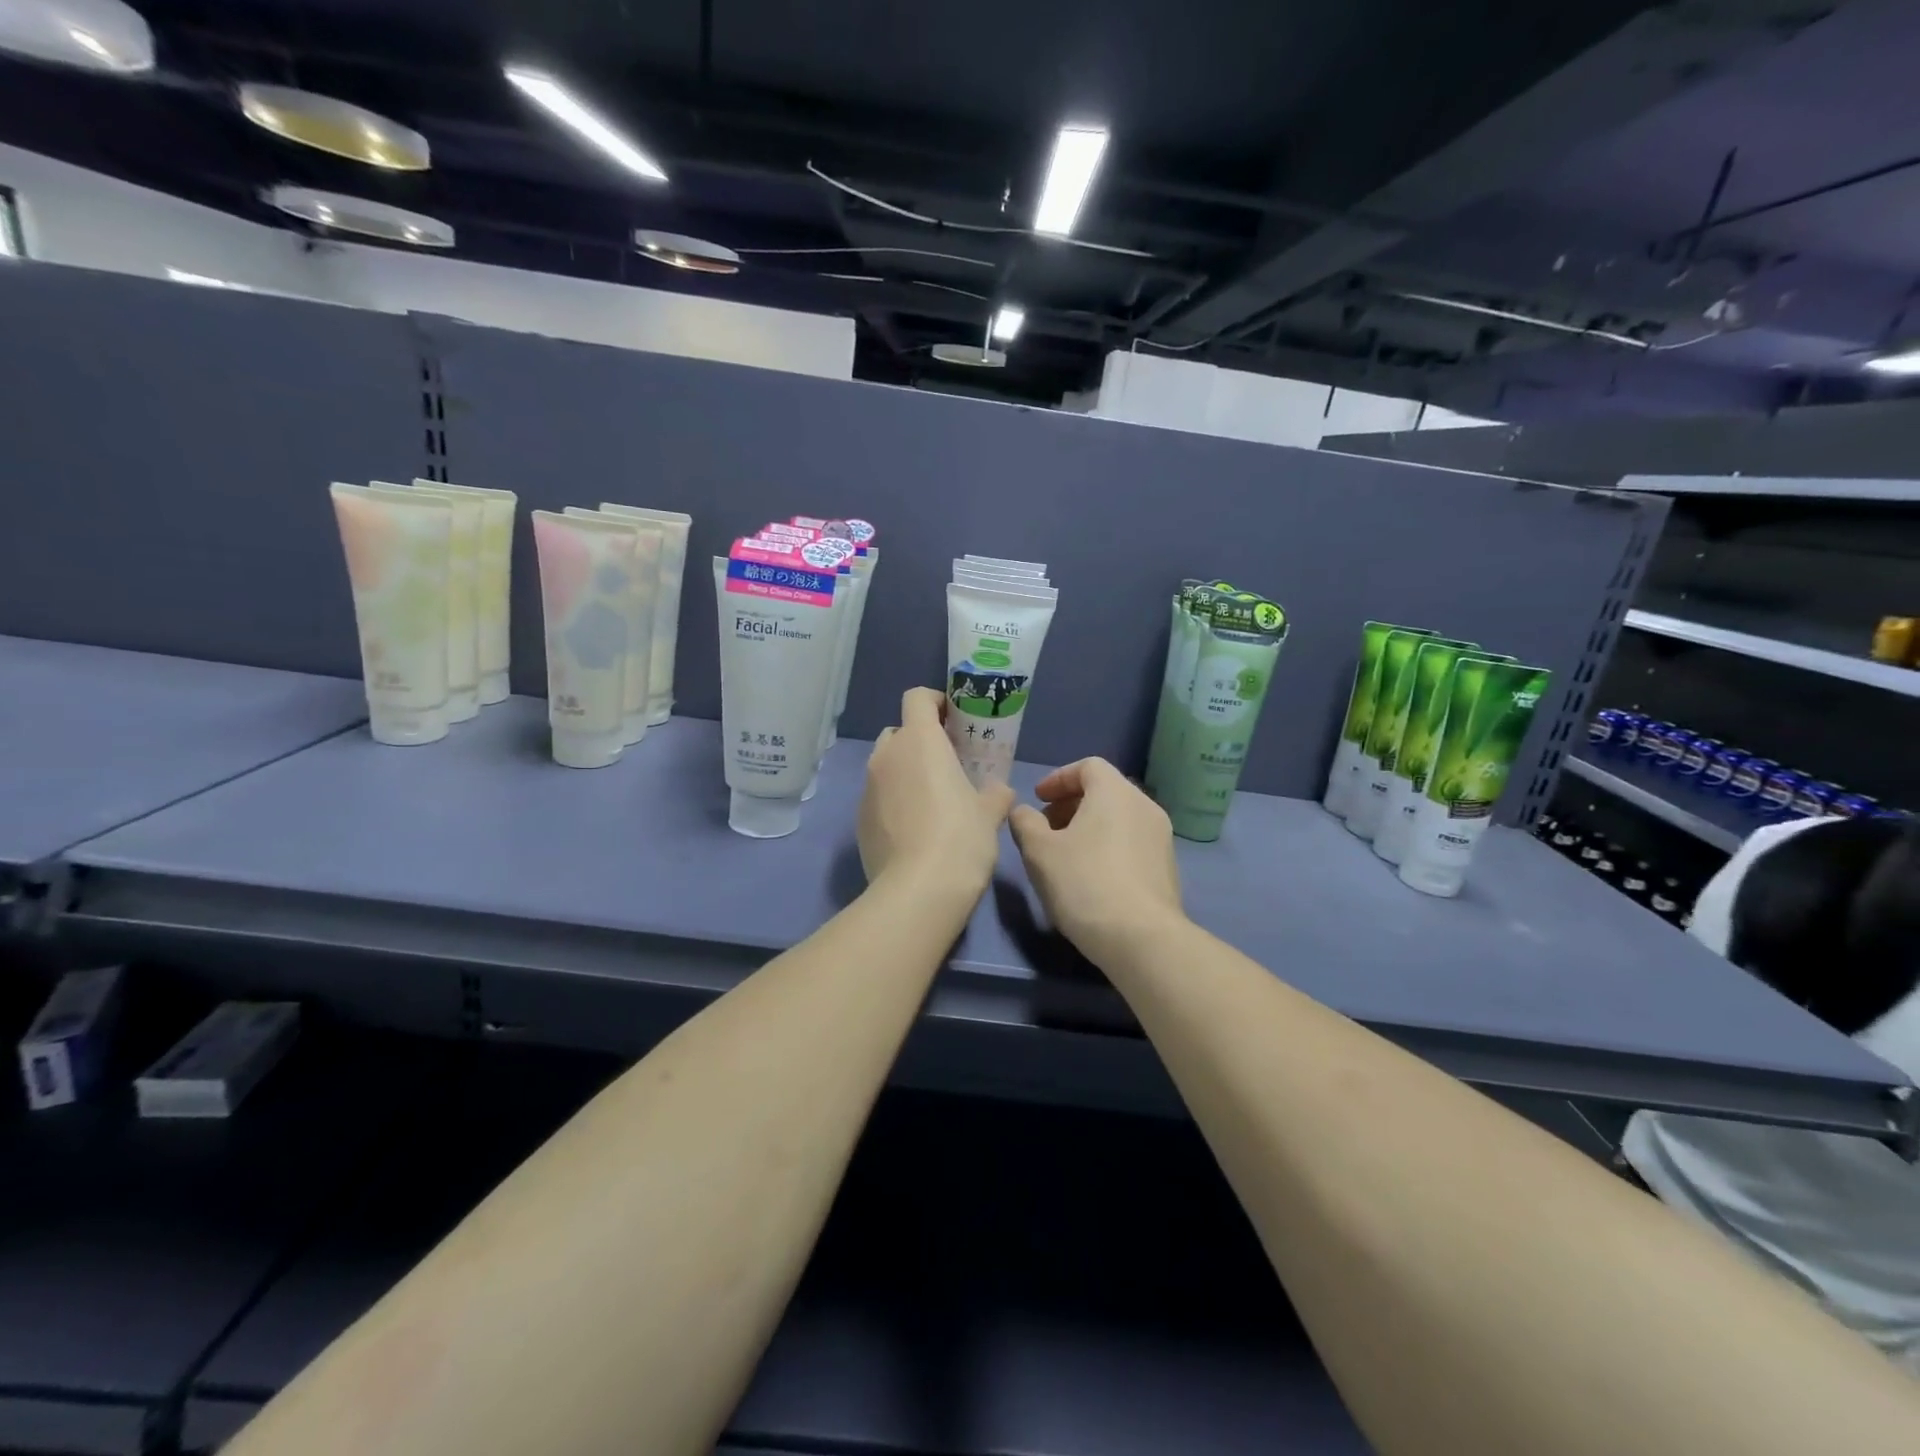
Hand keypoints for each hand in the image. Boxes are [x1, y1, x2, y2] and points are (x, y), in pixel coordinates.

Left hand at [859, 688, 1014, 895]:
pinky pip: (878, 797)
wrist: (917, 891)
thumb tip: (999, 791)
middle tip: (947, 762)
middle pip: (899, 731)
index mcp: (920, 741)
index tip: (954, 720)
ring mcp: (867, 788)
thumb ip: (995, 793)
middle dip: (920, 740)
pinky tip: (914, 829)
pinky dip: (894, 801)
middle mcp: (887, 756)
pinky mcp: (859, 819)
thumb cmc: (961, 838)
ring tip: (932, 798)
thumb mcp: (990, 813)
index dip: (935, 701)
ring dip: (906, 771)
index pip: (916, 698)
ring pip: (886, 765)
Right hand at [1009, 758, 1184, 966]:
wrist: (1141, 938)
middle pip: (1105, 790)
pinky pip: (1132, 841)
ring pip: (1120, 818)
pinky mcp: (1167, 867)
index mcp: (1115, 792)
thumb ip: (1025, 823)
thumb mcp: (1039, 852)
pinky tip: (1092, 876)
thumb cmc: (1084, 883)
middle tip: (1046, 827)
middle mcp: (1144, 806)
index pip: (1087, 766)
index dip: (1058, 778)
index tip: (1038, 799)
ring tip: (1066, 854)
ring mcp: (1161, 837)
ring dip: (1090, 826)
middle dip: (1072, 804)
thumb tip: (1024, 812)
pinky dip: (1109, 845)